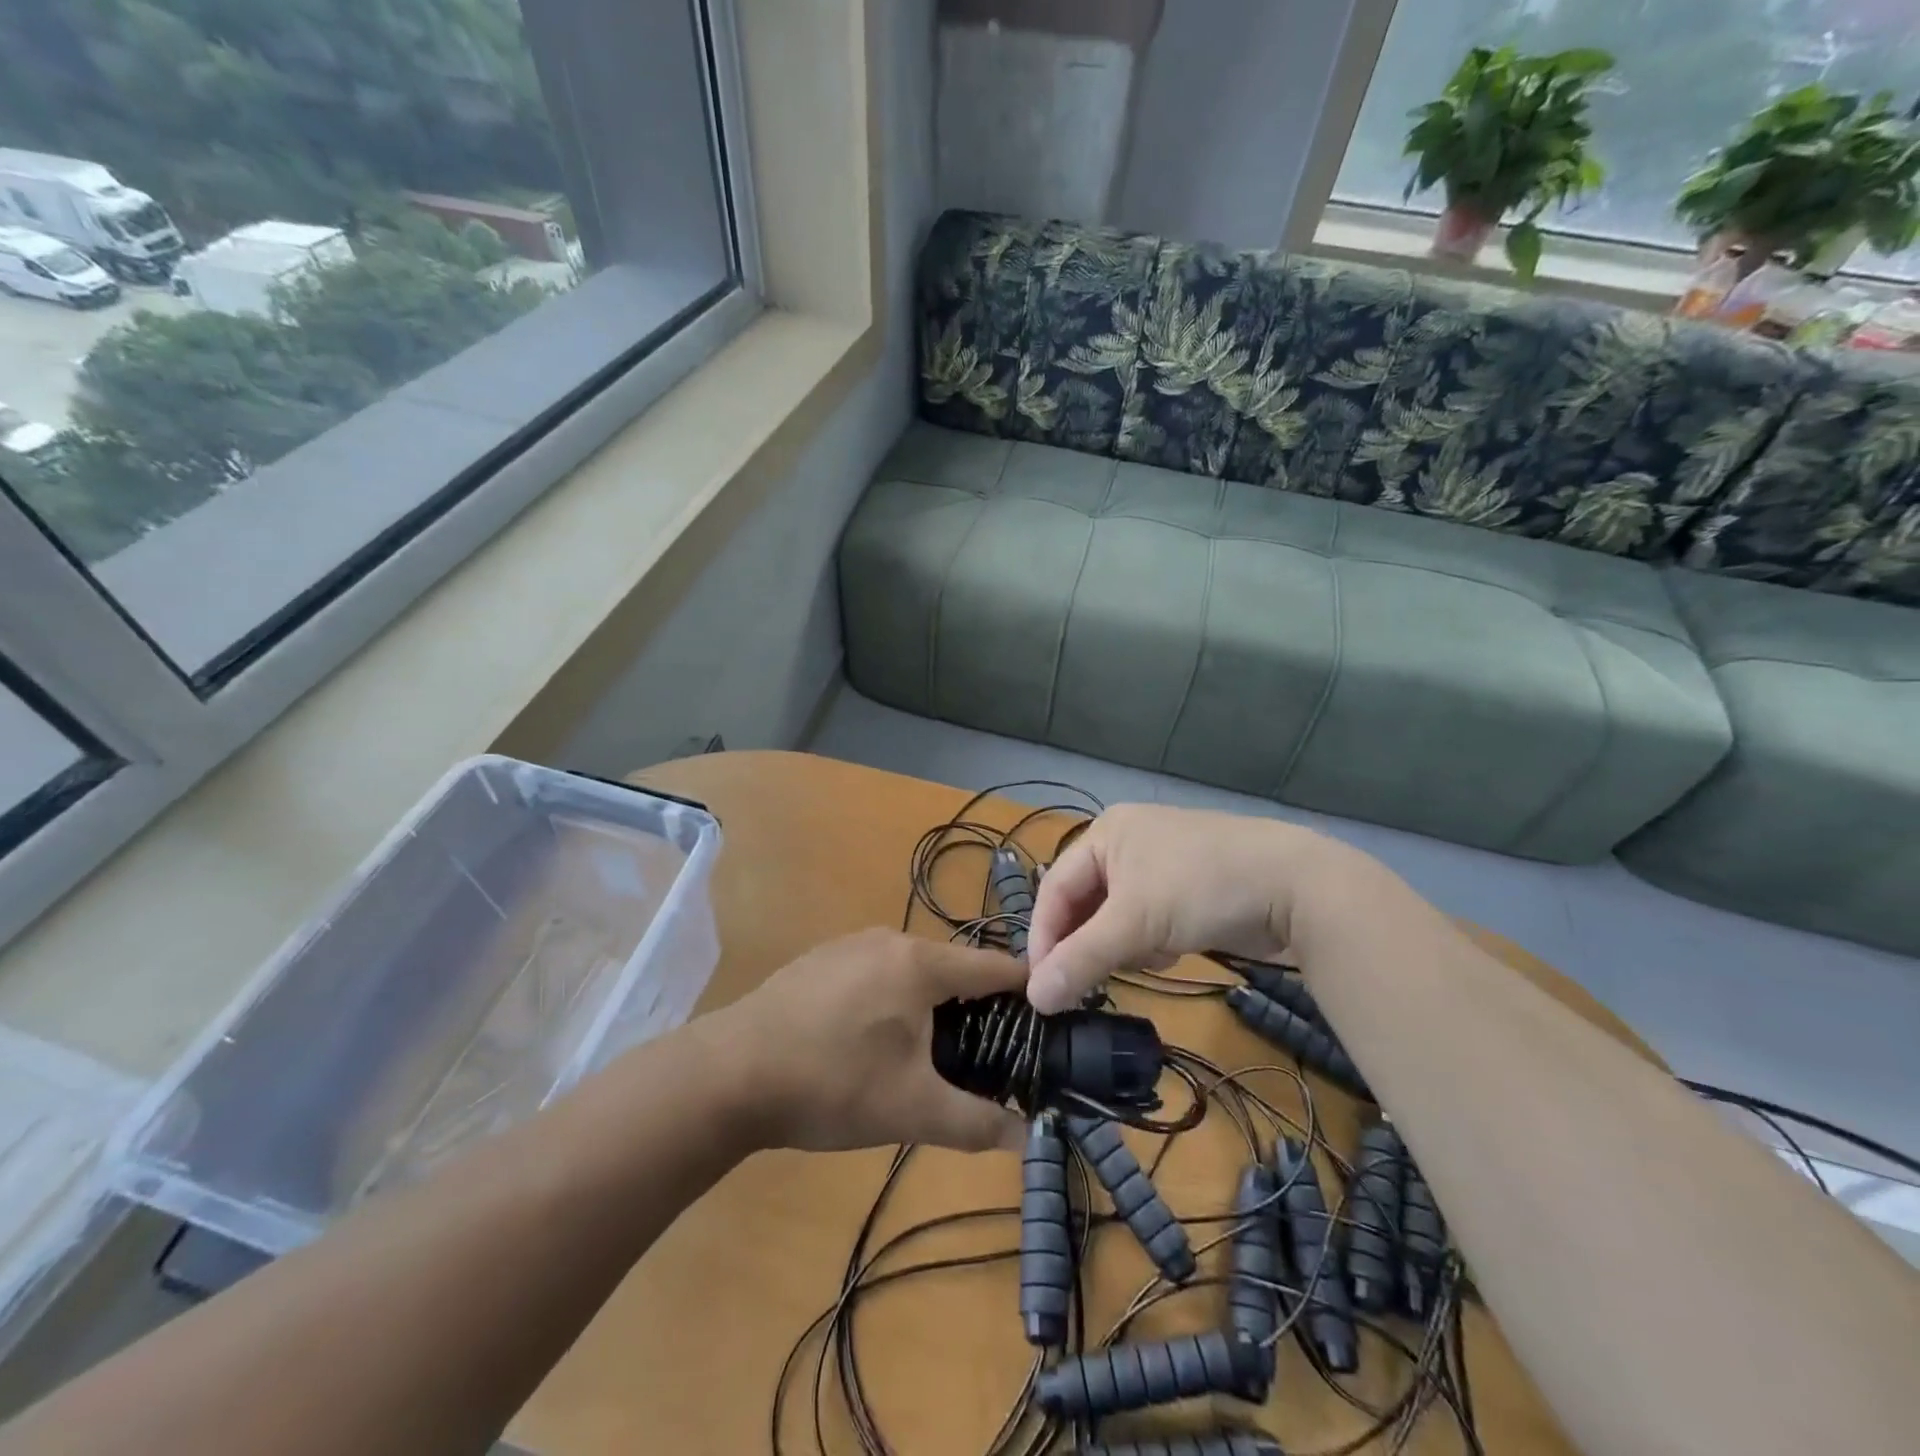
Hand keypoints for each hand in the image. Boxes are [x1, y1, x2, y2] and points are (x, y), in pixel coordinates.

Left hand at [707, 928, 1028, 1153]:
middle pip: (952, 968)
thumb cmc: (831, 1084)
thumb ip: (977, 1123)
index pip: (994, 966)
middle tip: (990, 1054)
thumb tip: (1030, 1138)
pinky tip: (873, 1041)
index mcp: (919, 963)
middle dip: (976, 1007)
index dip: (1026, 992)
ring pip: (912, 971)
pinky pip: (877, 973)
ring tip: (934, 1054)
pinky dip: (893, 999)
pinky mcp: (820, 960)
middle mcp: (888, 940)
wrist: (729, 1074)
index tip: (1050, 1019)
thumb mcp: (911, 1111)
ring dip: (932, 1005)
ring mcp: (849, 945)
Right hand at [1026, 804, 1336, 1012]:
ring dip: (1125, 944)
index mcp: (1106, 833)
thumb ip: (1081, 959)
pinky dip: (1152, 941)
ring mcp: (1160, 865)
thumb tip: (1034, 998)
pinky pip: (1148, 921)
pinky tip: (1172, 952)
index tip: (1041, 985)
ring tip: (1148, 957)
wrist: (1295, 885)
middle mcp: (1127, 842)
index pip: (1055, 887)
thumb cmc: (1201, 887)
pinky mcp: (1188, 889)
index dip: (1045, 936)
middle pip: (1085, 903)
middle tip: (1088, 981)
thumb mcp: (1135, 923)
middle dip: (1091, 942)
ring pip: (1117, 917)